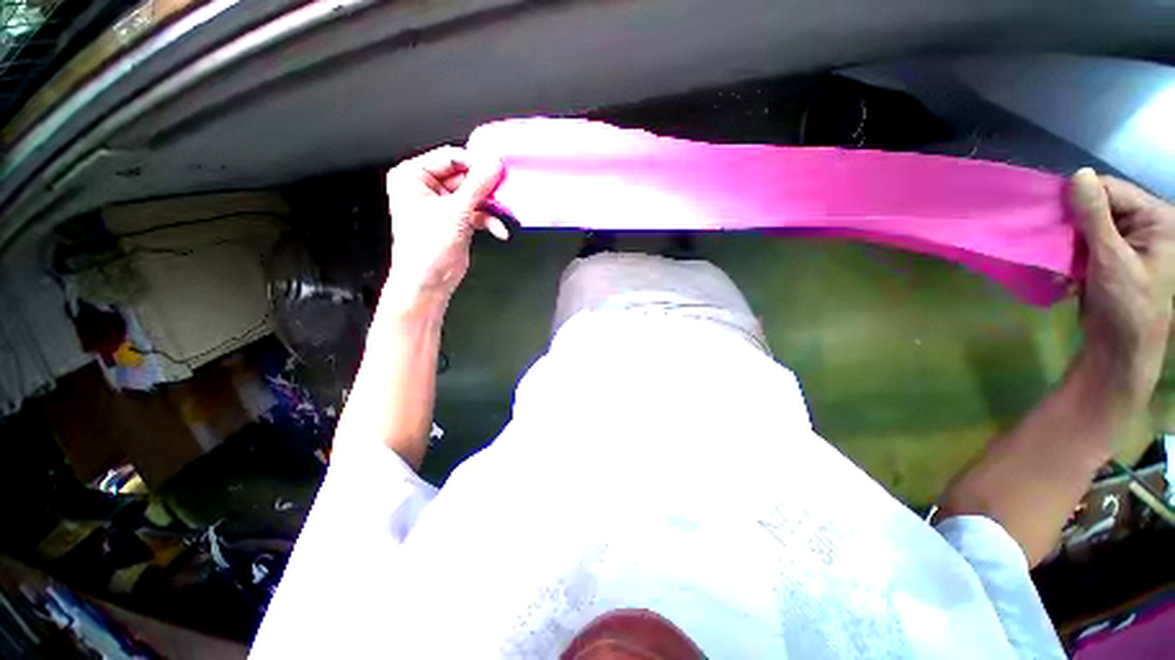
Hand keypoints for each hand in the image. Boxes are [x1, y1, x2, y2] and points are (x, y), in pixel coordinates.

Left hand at [385, 146, 505, 300]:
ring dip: (491, 207)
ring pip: (474, 196)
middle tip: (505, 192)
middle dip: (486, 189)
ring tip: (505, 213)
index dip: (475, 163)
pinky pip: (477, 213)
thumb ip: (478, 186)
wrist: (428, 282)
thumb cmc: (427, 248)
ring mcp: (443, 206)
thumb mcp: (455, 211)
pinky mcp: (456, 221)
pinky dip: (489, 221)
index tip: (497, 169)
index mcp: (413, 176)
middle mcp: (426, 188)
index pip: (449, 158)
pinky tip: (499, 230)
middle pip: (465, 177)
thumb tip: (494, 164)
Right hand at [1069, 168, 1174, 405]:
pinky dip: (1069, 259)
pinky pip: (1083, 246)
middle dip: (1071, 228)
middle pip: (1097, 207)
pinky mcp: (1111, 258)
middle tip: (1054, 247)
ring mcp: (1128, 242)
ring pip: (1085, 228)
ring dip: (1067, 247)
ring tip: (1060, 268)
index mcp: (1156, 218)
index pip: (1110, 190)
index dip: (1079, 199)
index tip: (1053, 218)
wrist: (1121, 348)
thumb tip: (1077, 175)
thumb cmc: (1126, 303)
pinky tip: (1065, 276)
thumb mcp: (1111, 258)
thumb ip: (1095, 216)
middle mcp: (1145, 224)